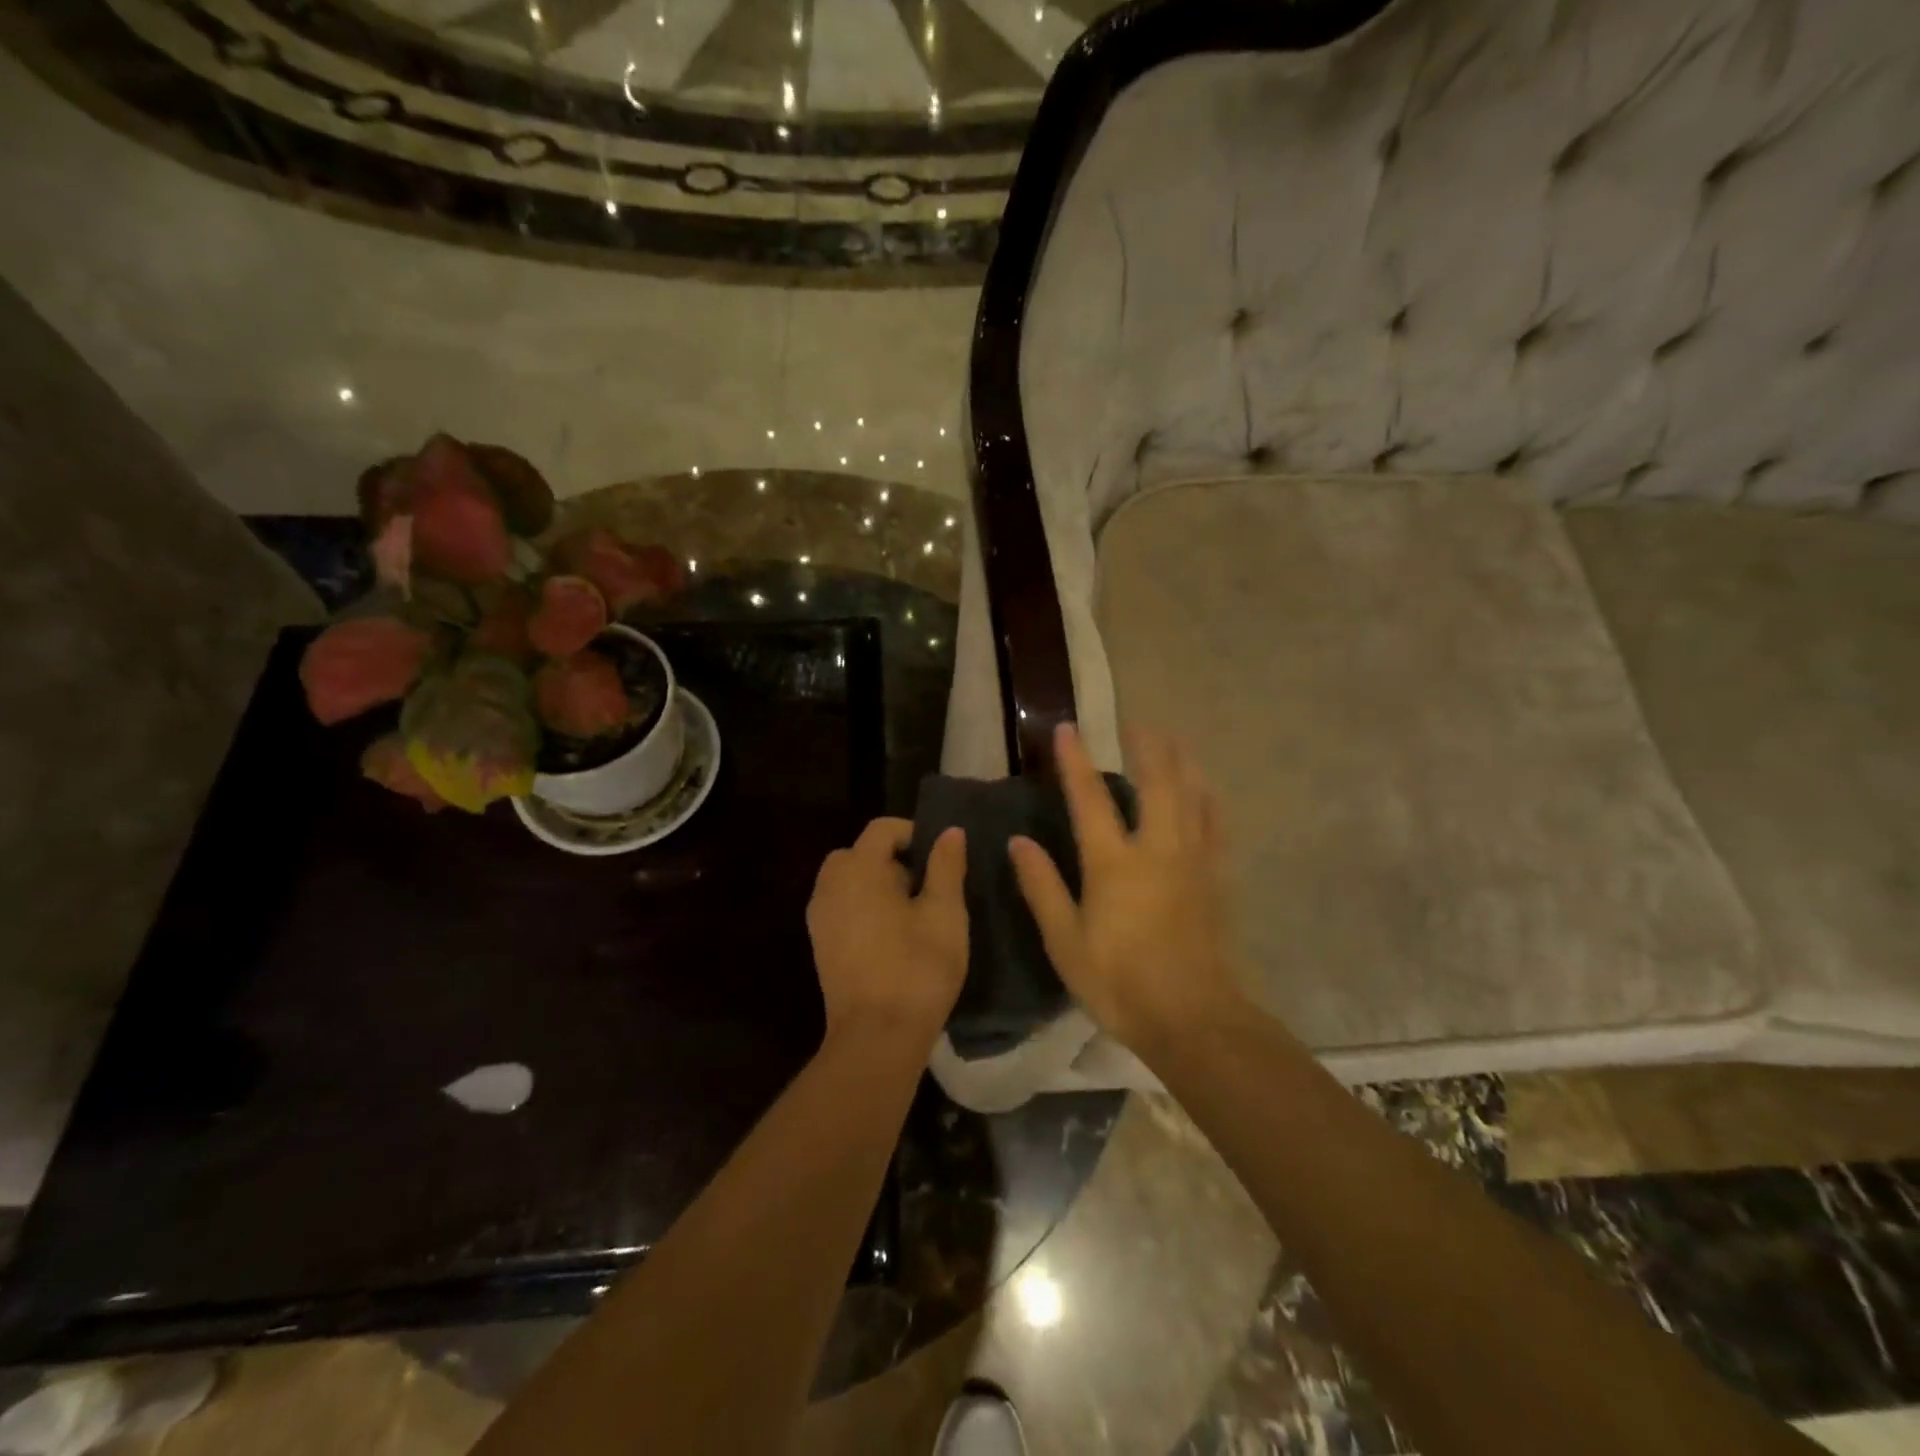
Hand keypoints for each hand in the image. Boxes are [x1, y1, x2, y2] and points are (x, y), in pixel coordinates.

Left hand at [808, 819, 967, 1045]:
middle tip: (926, 885)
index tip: (941, 857)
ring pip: (848, 880)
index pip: (882, 829)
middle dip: (893, 858)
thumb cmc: (917, 967)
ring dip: (876, 883)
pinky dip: (863, 906)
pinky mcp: (819, 944)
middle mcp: (830, 885)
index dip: (914, 833)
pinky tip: (891, 935)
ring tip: (912, 912)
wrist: (876, 1037)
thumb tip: (949, 831)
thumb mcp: (945, 913)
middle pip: (859, 852)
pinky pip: (841, 906)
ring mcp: (819, 917)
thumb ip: (946, 866)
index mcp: (858, 869)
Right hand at [1009, 723, 1243, 1049]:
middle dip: (1148, 748)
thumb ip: (1042, 887)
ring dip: (1182, 763)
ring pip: (1192, 797)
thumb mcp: (1065, 941)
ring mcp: (1193, 862)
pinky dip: (1210, 801)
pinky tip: (1208, 791)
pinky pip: (1216, 828)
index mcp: (1114, 864)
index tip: (1067, 728)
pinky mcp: (1216, 880)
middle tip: (1139, 722)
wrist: (1192, 1019)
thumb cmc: (1119, 982)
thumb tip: (1019, 841)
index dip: (1075, 761)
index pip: (1090, 799)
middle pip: (1157, 783)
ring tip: (1175, 741)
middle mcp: (1157, 850)